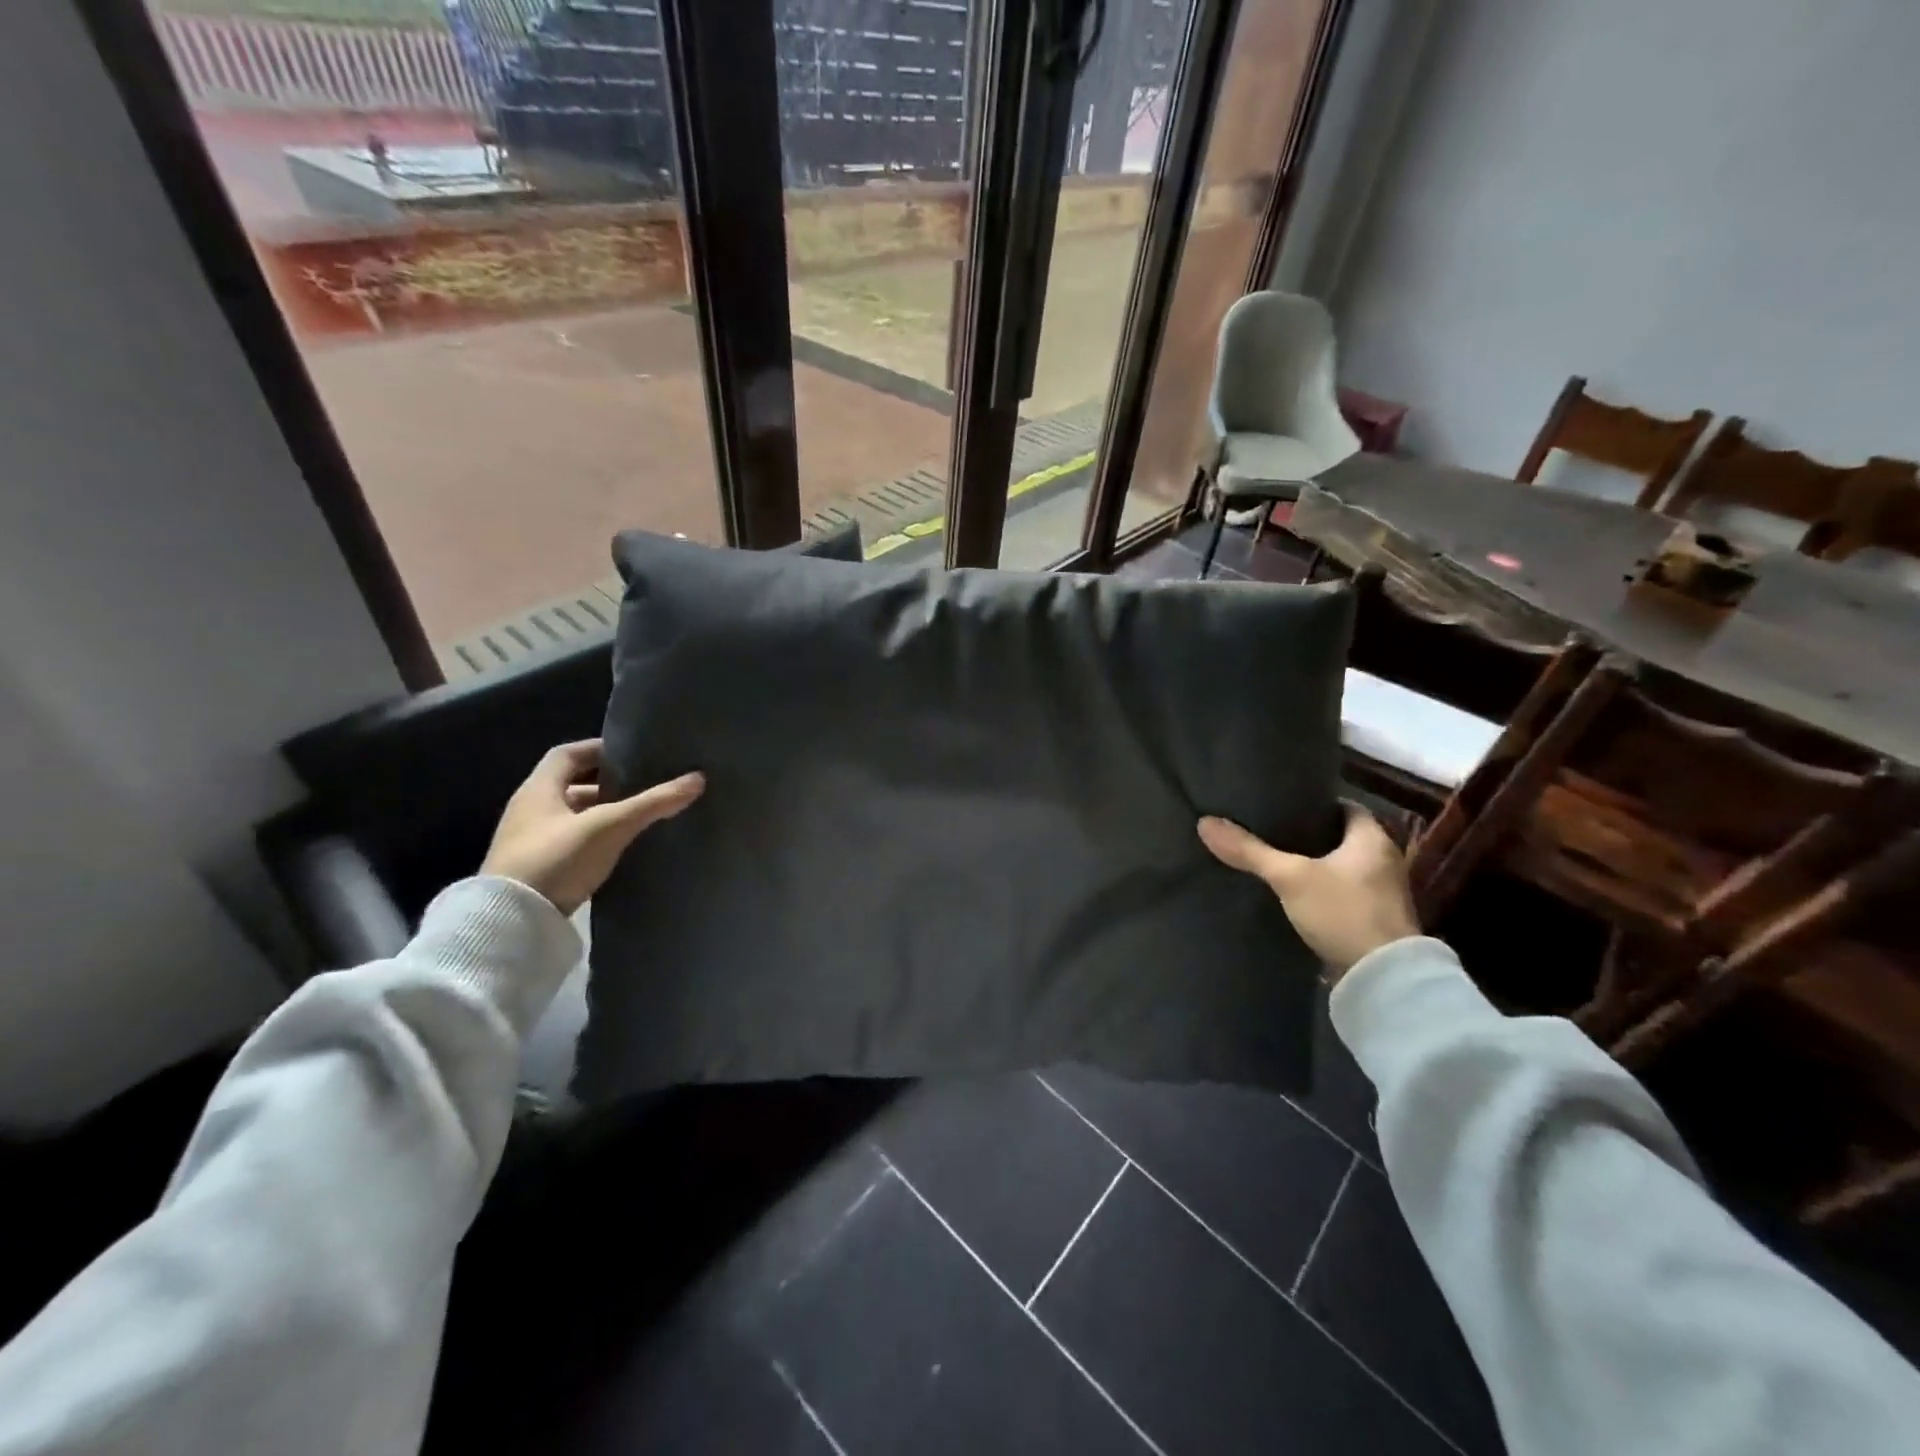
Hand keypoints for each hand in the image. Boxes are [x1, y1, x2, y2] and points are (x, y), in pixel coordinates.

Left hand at [481, 740, 703, 915]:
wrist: (510, 924)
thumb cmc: (555, 859)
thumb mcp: (609, 827)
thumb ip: (652, 803)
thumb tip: (698, 778)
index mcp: (538, 789)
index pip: (568, 754)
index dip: (599, 749)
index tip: (633, 754)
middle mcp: (529, 810)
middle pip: (573, 785)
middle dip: (609, 785)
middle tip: (645, 786)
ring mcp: (530, 842)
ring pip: (573, 816)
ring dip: (603, 813)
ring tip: (640, 817)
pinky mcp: (536, 869)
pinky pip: (572, 842)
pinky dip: (596, 838)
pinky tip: (621, 847)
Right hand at [1198, 802, 1419, 979]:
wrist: (1382, 980)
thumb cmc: (1343, 912)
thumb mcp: (1290, 877)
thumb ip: (1249, 851)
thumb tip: (1205, 822)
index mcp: (1374, 838)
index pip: (1343, 806)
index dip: (1313, 803)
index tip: (1281, 804)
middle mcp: (1383, 860)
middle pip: (1340, 837)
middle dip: (1307, 835)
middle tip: (1268, 830)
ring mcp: (1380, 893)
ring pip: (1339, 867)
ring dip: (1312, 865)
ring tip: (1272, 860)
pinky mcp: (1372, 921)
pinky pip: (1339, 894)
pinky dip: (1317, 891)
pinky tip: (1289, 893)